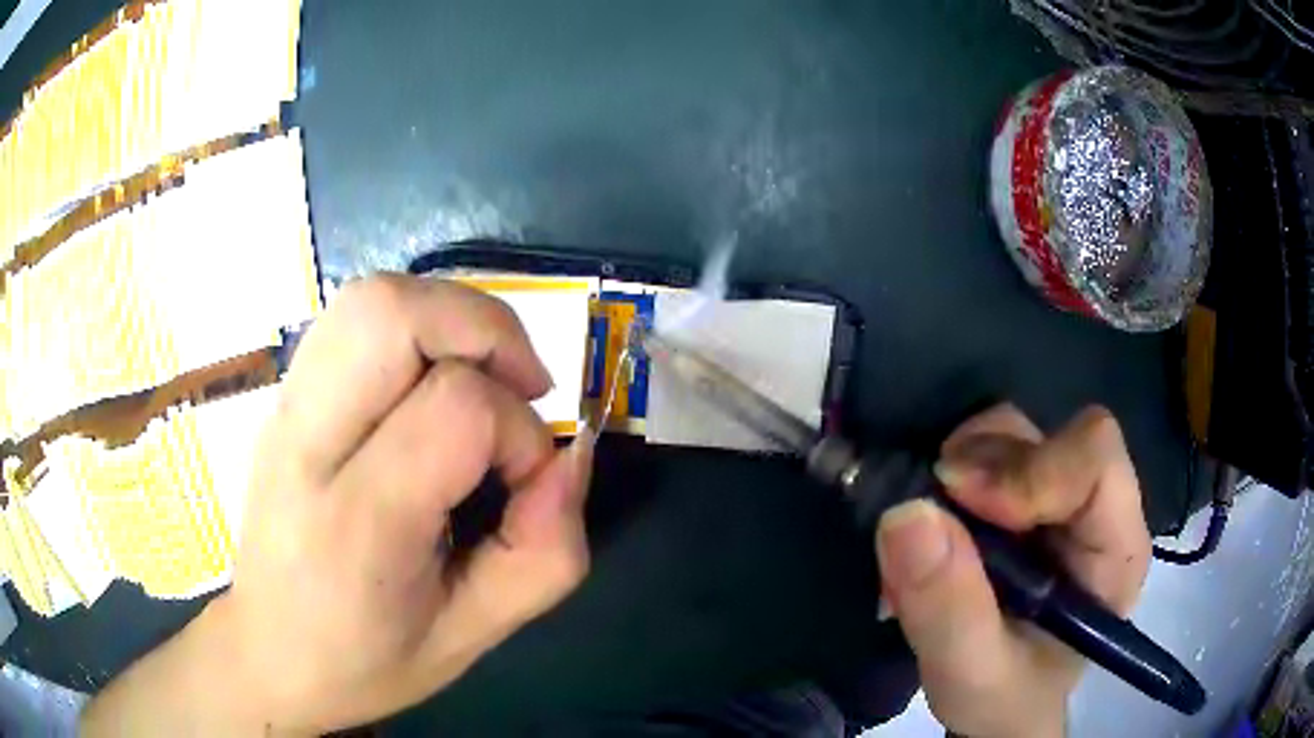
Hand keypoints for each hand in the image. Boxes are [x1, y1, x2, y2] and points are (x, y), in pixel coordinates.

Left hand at [83, 275, 594, 734]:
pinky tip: (429, 384)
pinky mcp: (285, 397)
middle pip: (392, 313)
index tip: (526, 482)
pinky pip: (354, 319)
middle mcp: (307, 445)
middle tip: (521, 386)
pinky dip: (414, 327)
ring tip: (480, 379)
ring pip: (370, 298)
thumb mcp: (472, 637)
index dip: (519, 433)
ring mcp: (285, 409)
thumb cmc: (366, 661)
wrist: (269, 652)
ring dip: (449, 318)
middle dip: (484, 328)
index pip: (455, 409)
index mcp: (357, 524)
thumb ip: (544, 554)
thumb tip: (571, 459)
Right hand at [875, 404, 1150, 737]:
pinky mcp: (1024, 494)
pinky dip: (945, 479)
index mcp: (1114, 548)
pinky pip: (983, 451)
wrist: (998, 707)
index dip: (1030, 468)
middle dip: (980, 470)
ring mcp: (1058, 494)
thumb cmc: (1003, 699)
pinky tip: (930, 532)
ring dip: (956, 472)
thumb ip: (948, 612)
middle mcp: (1096, 506)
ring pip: (1010, 434)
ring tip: (925, 541)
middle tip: (928, 524)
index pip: (1094, 459)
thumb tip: (906, 513)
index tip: (958, 499)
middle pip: (1047, 436)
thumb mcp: (972, 676)